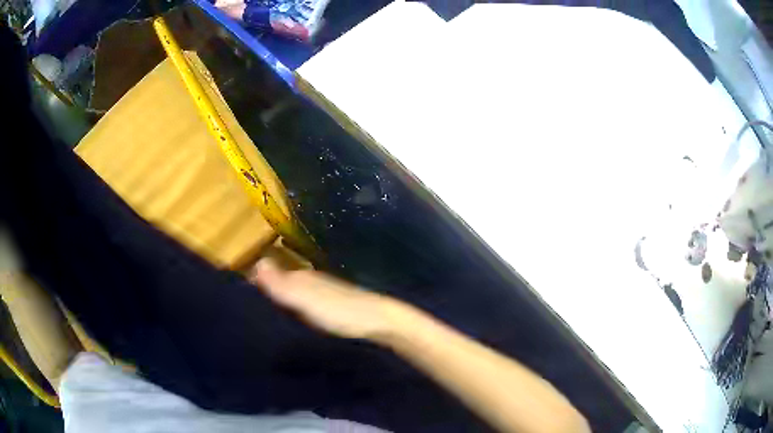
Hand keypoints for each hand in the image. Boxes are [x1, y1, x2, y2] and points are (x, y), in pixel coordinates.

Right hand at [248, 258, 407, 339]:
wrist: (380, 321)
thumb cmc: (339, 311)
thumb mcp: (305, 298)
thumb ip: (280, 283)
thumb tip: (255, 262)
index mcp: (301, 276)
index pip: (269, 273)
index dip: (254, 283)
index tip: (239, 300)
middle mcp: (310, 281)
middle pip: (281, 284)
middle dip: (266, 294)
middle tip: (249, 314)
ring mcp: (323, 294)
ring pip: (294, 295)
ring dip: (281, 303)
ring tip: (266, 321)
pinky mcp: (332, 308)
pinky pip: (306, 305)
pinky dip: (295, 311)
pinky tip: (292, 323)